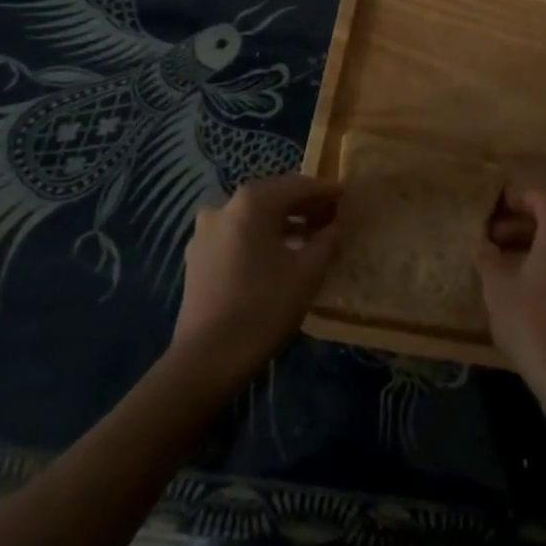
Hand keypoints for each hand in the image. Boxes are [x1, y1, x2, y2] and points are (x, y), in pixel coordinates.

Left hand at [170, 173, 342, 388]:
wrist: (207, 360)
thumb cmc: (264, 308)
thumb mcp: (308, 272)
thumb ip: (327, 240)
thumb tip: (336, 225)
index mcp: (252, 203)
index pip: (298, 185)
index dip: (325, 190)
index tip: (347, 195)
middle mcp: (224, 207)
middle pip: (273, 197)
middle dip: (304, 205)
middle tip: (332, 216)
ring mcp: (206, 232)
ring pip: (253, 217)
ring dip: (283, 223)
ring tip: (311, 237)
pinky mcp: (198, 256)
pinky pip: (237, 235)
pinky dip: (261, 237)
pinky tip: (280, 255)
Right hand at [476, 171, 545, 402]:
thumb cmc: (531, 321)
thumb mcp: (497, 287)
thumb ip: (488, 257)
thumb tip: (483, 242)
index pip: (541, 199)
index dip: (517, 201)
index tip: (494, 212)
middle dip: (521, 227)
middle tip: (492, 241)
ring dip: (534, 249)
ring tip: (504, 266)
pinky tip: (527, 290)